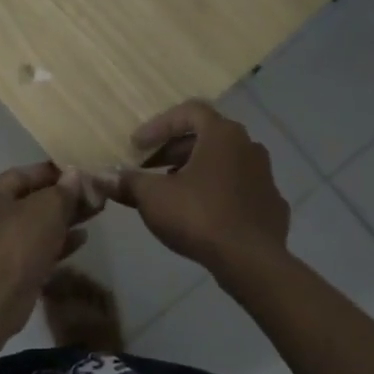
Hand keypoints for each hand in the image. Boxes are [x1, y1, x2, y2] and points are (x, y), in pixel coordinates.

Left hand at [0, 163, 98, 340]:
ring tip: (94, 213)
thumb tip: (74, 174)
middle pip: (32, 199)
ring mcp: (0, 244)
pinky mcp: (12, 269)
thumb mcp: (47, 207)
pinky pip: (38, 248)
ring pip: (37, 225)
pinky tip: (83, 239)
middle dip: (64, 197)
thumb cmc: (18, 240)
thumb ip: (64, 190)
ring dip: (64, 220)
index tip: (83, 173)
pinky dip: (59, 242)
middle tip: (95, 195)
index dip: (55, 172)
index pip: (25, 173)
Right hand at [113, 100, 289, 270]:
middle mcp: (248, 147)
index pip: (189, 112)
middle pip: (206, 137)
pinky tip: (200, 215)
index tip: (136, 146)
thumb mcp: (152, 197)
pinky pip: (239, 190)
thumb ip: (127, 182)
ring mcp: (265, 176)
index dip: (158, 125)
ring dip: (195, 170)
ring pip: (224, 163)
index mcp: (222, 135)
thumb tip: (101, 177)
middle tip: (149, 168)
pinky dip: (217, 194)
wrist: (251, 262)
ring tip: (171, 192)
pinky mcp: (271, 205)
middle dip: (173, 150)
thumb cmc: (199, 216)